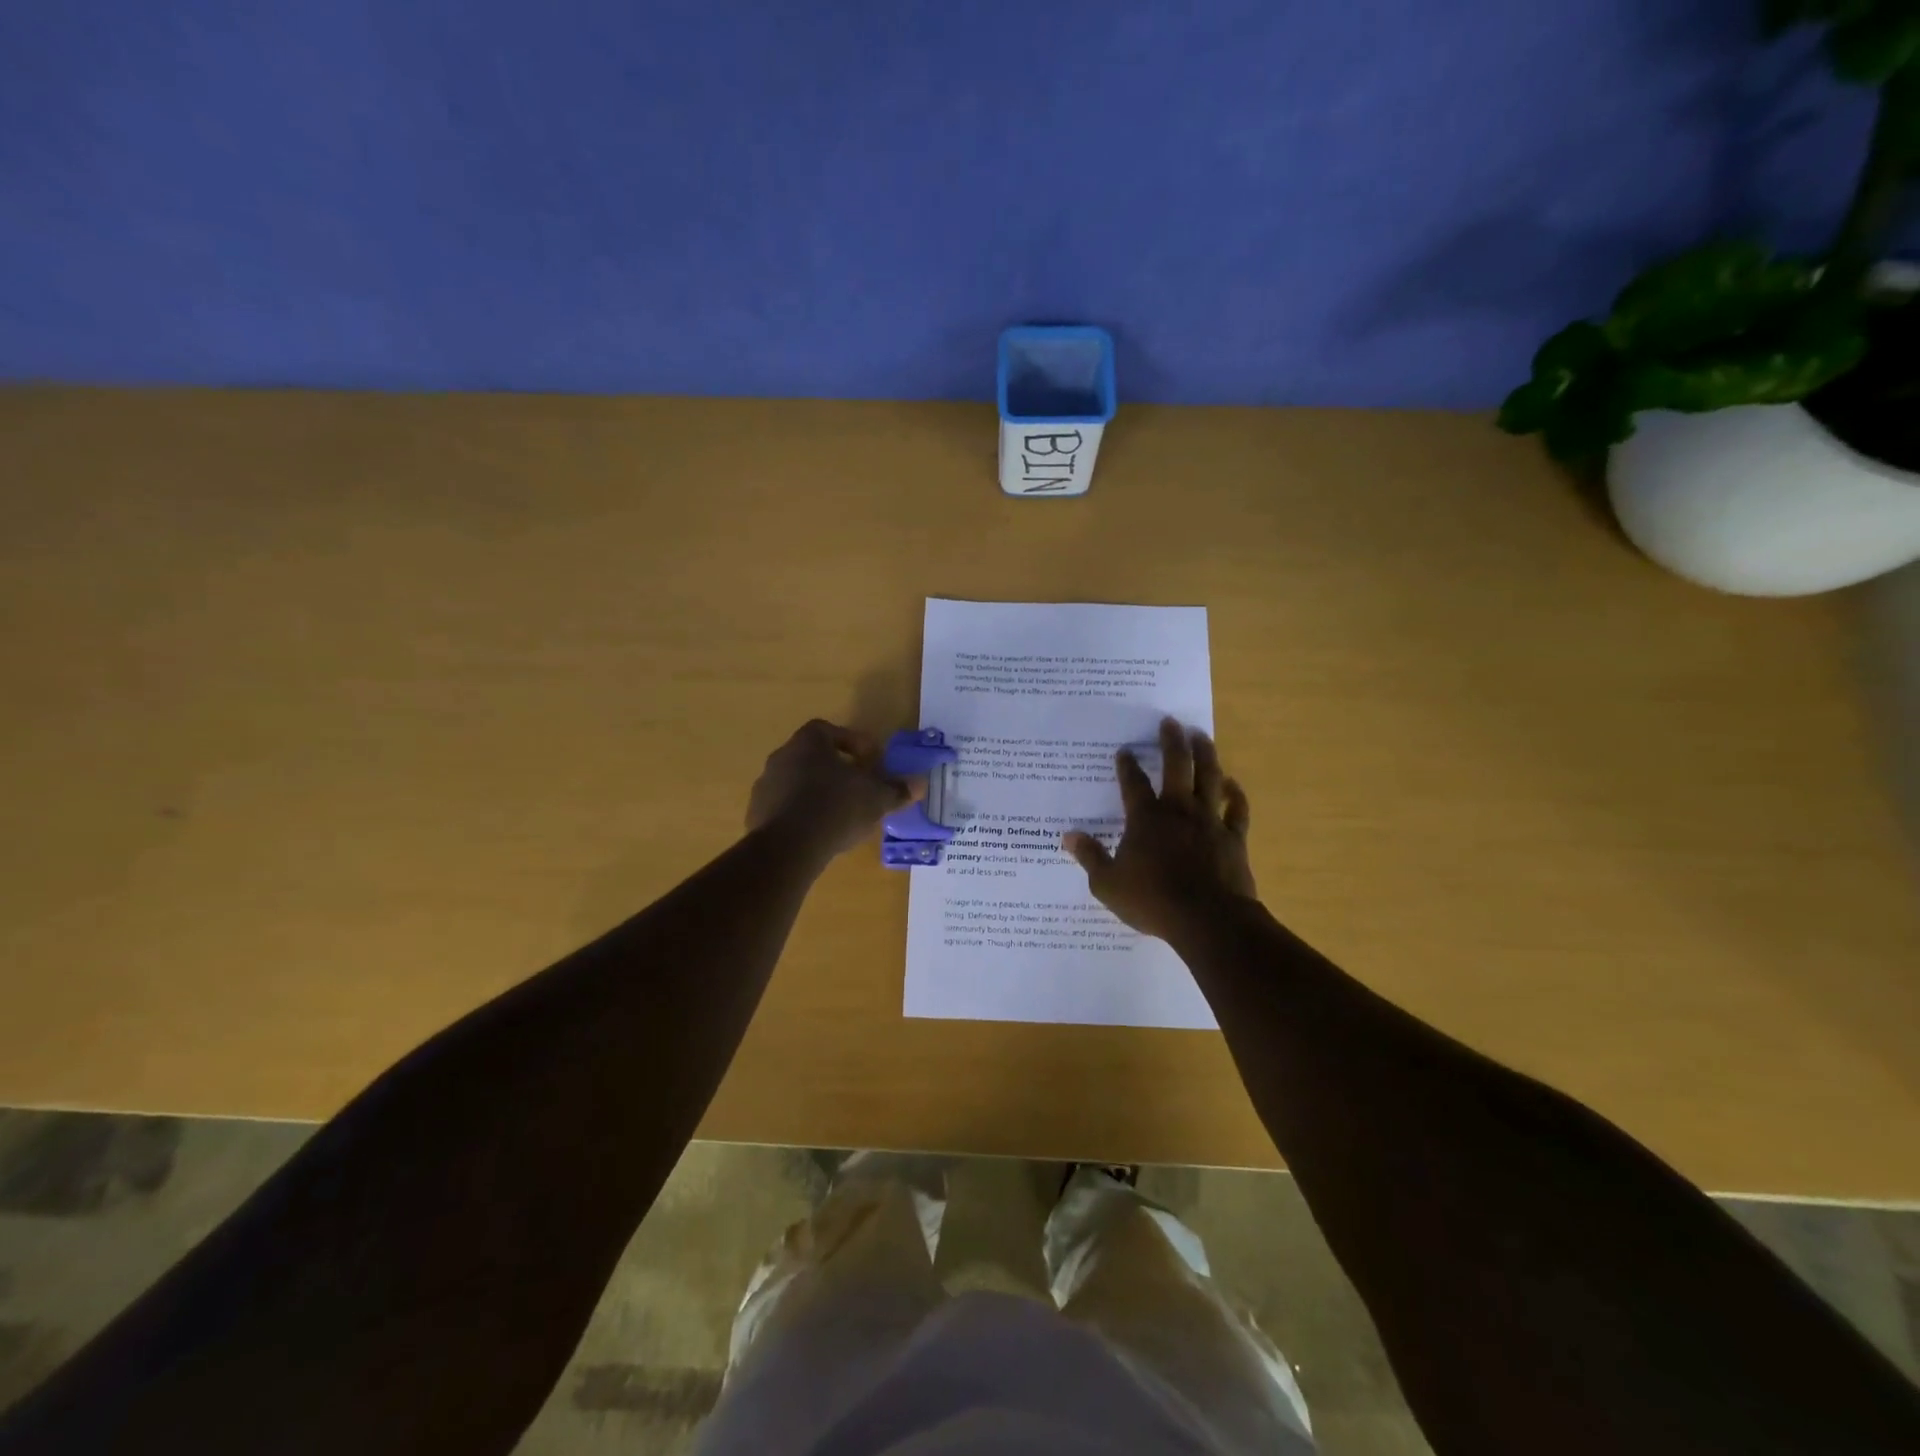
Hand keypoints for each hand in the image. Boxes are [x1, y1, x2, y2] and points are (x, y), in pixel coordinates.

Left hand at [747, 720, 912, 860]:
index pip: (828, 730)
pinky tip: (817, 832)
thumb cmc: (837, 807)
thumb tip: (920, 784)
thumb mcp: (876, 797)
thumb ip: (897, 789)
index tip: (868, 760)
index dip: (851, 742)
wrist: (789, 846)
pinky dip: (801, 815)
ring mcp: (765, 786)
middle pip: (811, 756)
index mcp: (808, 742)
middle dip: (834, 769)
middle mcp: (782, 757)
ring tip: (838, 813)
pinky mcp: (756, 815)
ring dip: (816, 792)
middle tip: (856, 786)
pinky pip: (783, 808)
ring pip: (796, 782)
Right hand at [1064, 718, 1257, 940]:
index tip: (1124, 750)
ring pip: (1210, 778)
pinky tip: (1232, 783)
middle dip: (1171, 741)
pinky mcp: (1233, 837)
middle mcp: (1178, 810)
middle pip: (1177, 766)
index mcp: (1146, 819)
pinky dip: (1235, 794)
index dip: (1127, 765)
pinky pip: (1236, 809)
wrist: (1207, 919)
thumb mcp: (1108, 884)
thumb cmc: (1152, 901)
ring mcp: (1209, 821)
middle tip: (1170, 721)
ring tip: (1201, 735)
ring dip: (1205, 754)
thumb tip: (1069, 836)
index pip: (1133, 783)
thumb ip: (1090, 857)